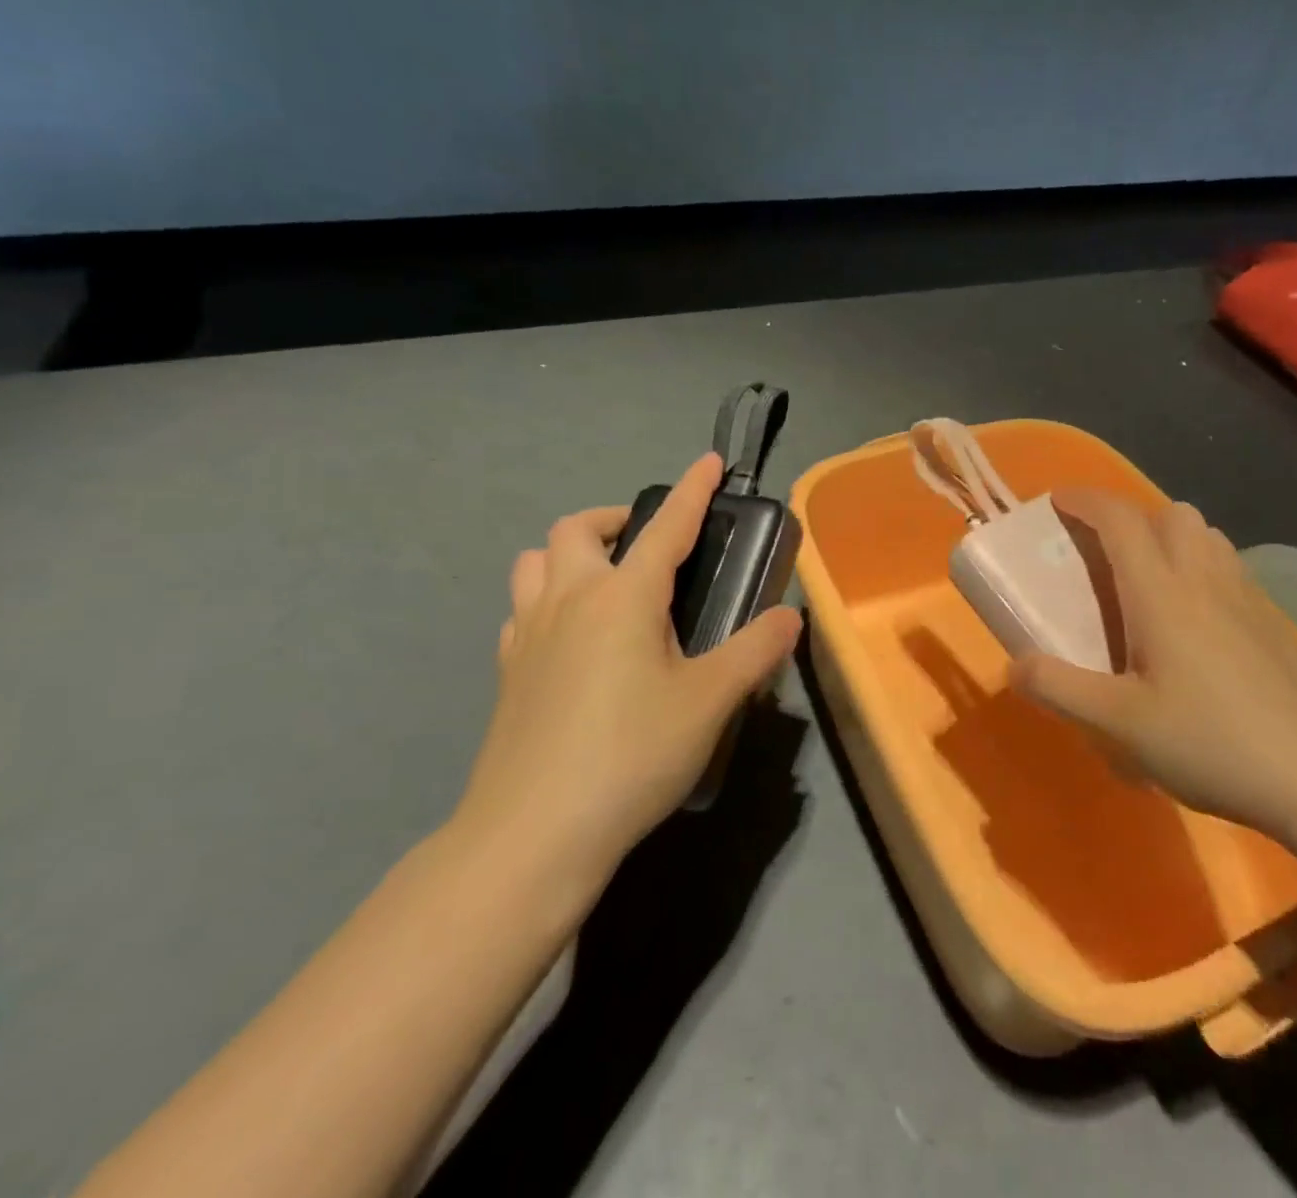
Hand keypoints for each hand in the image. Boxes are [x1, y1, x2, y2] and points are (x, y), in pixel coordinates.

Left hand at [452, 453, 801, 893]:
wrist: (532, 835)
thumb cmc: (630, 756)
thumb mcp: (709, 702)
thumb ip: (754, 651)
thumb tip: (789, 617)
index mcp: (622, 597)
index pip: (666, 527)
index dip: (691, 490)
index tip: (708, 461)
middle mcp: (569, 600)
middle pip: (578, 528)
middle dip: (617, 518)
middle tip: (651, 545)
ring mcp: (527, 634)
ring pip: (536, 561)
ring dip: (571, 553)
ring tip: (608, 582)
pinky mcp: (506, 672)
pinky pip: (521, 608)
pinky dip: (546, 598)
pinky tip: (572, 636)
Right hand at [1010, 491, 1296, 837]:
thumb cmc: (1213, 743)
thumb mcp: (1120, 725)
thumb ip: (1060, 689)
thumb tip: (1014, 665)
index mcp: (1161, 594)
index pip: (1120, 520)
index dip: (1085, 500)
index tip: (1057, 500)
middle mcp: (1204, 579)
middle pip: (1171, 513)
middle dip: (1131, 515)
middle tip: (1104, 551)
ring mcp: (1245, 597)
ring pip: (1206, 535)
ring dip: (1169, 535)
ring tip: (1147, 577)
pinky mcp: (1270, 622)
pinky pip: (1228, 565)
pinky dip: (1200, 563)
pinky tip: (1196, 616)